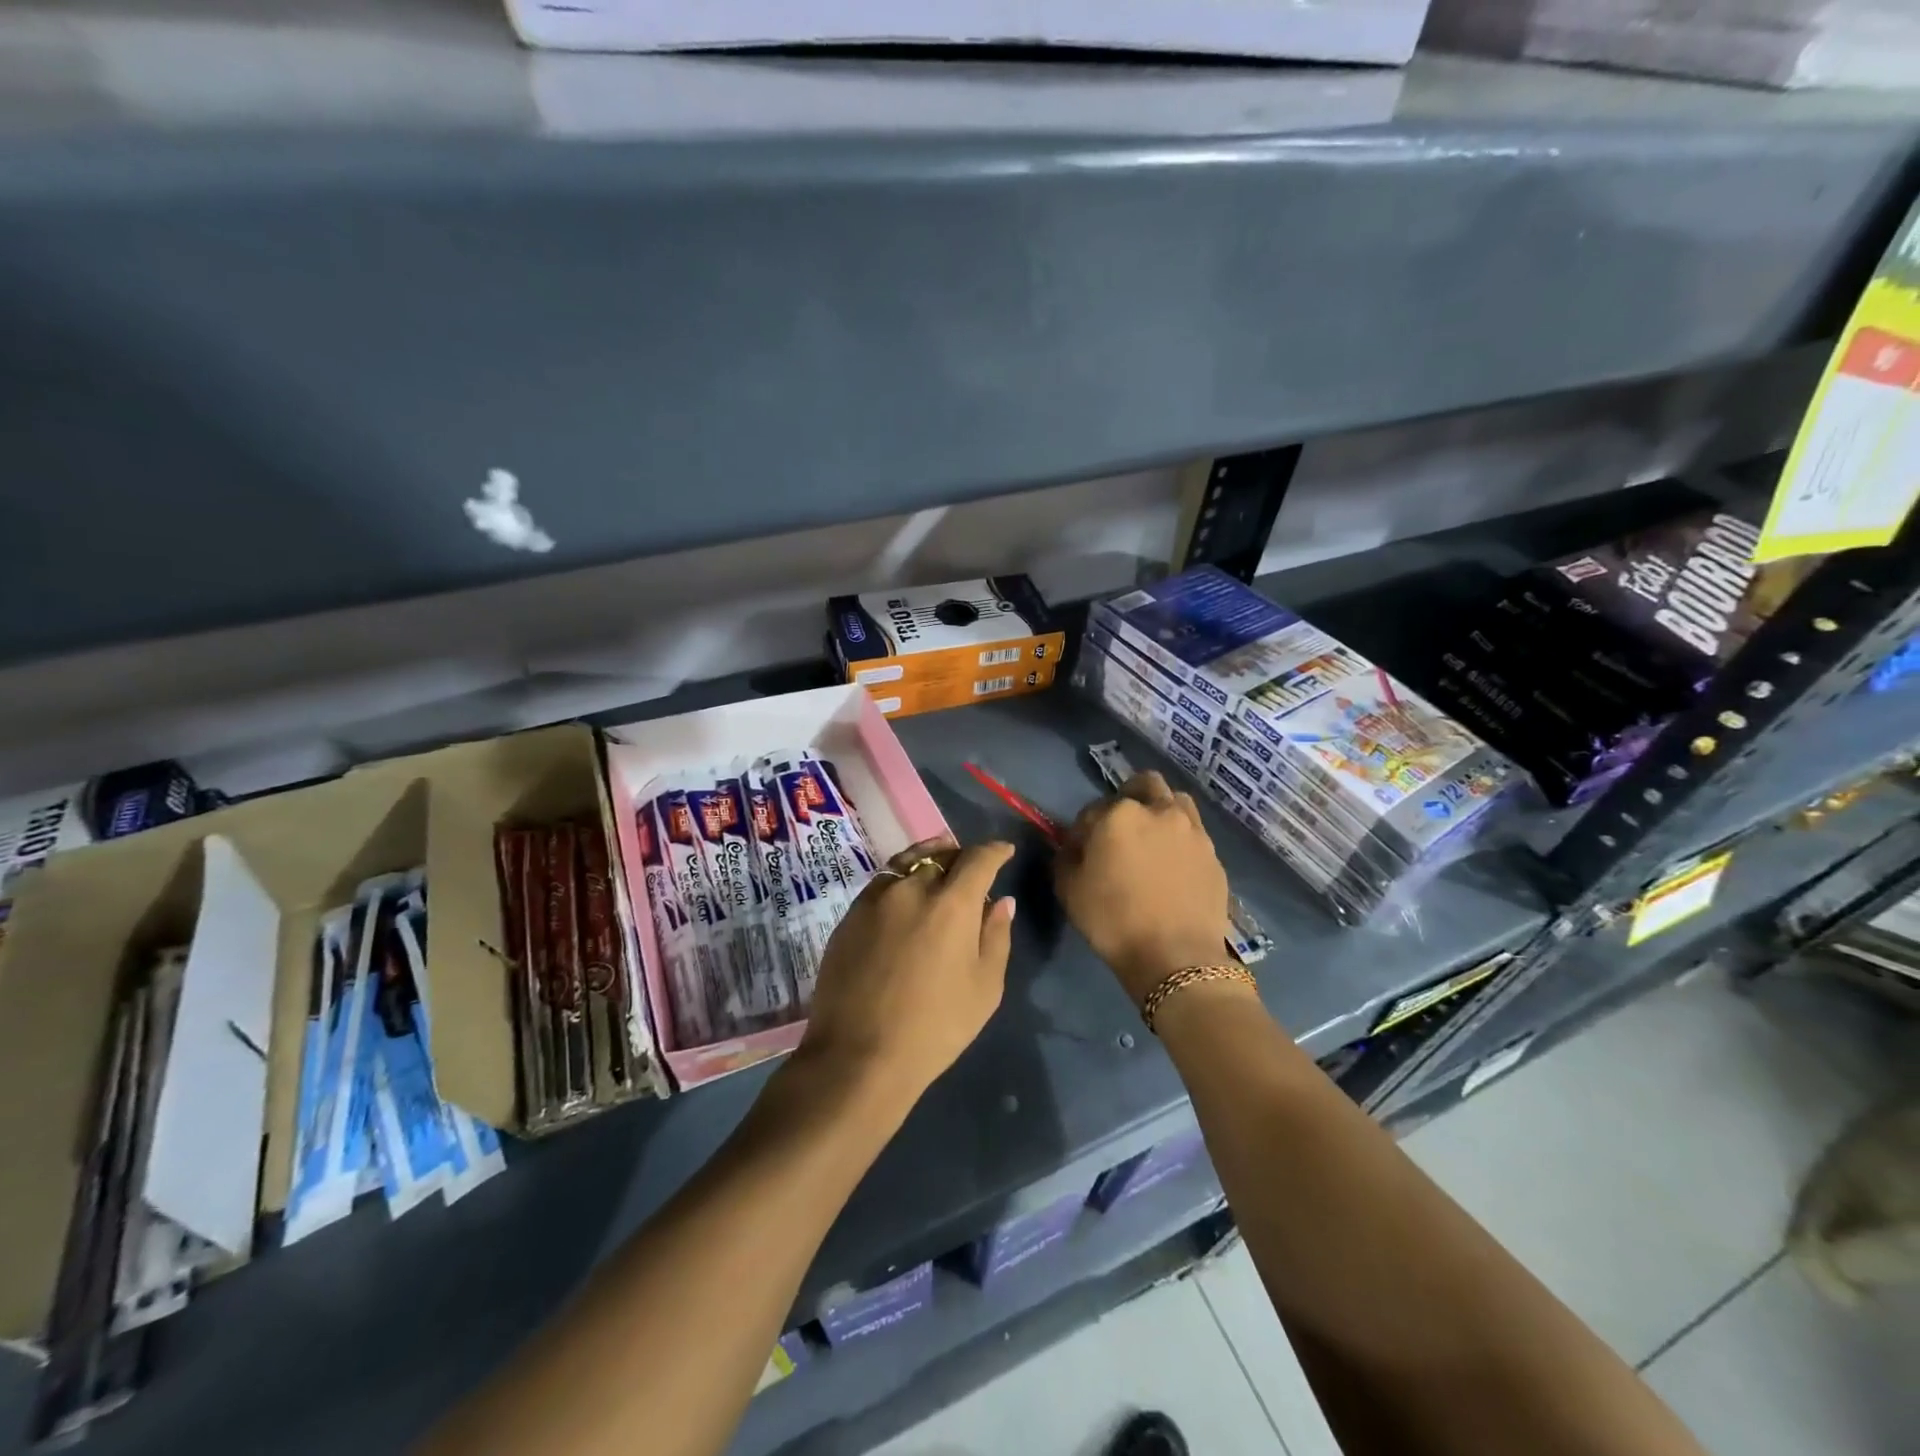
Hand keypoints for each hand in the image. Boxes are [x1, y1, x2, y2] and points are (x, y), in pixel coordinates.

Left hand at [799, 836, 1016, 1108]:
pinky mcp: (850, 915)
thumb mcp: (984, 988)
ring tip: (938, 866)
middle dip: (962, 856)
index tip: (1004, 852)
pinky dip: (901, 878)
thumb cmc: (935, 1027)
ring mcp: (876, 898)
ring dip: (929, 859)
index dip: (995, 851)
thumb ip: (996, 937)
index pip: (978, 859)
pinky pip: (883, 882)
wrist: (858, 1054)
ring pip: (908, 862)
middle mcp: (912, 888)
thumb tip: (1000, 902)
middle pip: (942, 854)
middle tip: (972, 867)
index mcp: (952, 903)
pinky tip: (905, 896)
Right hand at [1055, 771, 1230, 1002]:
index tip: (1082, 850)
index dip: (1084, 829)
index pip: (1093, 809)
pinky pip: (1193, 834)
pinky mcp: (1213, 855)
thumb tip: (1073, 846)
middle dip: (1130, 797)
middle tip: (1121, 827)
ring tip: (1153, 839)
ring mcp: (1192, 831)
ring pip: (1175, 802)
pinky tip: (1173, 866)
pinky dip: (1180, 840)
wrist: (1176, 957)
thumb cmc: (1113, 921)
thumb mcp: (1069, 890)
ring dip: (1161, 811)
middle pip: (1144, 785)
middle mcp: (1159, 811)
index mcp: (1119, 814)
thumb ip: (1066, 857)